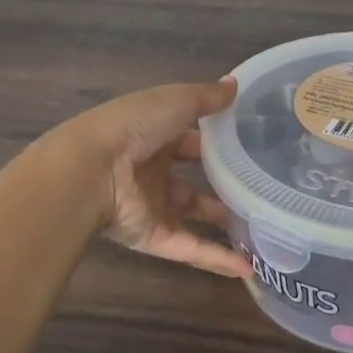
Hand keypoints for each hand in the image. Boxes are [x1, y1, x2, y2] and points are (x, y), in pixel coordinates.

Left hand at [58, 79, 249, 279]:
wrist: (90, 171)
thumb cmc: (133, 127)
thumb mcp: (175, 101)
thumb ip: (207, 98)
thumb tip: (235, 85)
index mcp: (155, 134)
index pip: (192, 139)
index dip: (218, 141)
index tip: (251, 146)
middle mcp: (154, 170)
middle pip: (194, 179)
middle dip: (223, 184)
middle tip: (261, 188)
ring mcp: (153, 205)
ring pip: (194, 215)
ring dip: (224, 222)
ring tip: (262, 226)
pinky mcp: (153, 236)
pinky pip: (190, 248)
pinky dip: (217, 259)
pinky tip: (249, 268)